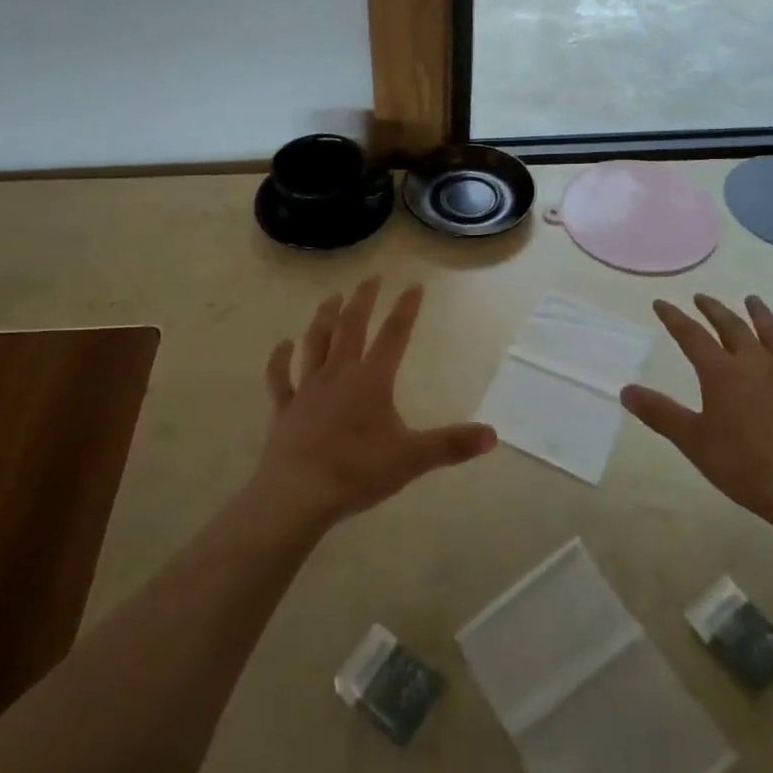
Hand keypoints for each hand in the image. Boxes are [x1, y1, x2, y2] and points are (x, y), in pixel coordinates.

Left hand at [253, 279, 496, 528]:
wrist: (298, 494)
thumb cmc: (357, 471)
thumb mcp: (412, 459)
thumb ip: (451, 445)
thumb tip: (493, 435)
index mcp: (371, 380)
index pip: (393, 335)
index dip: (405, 309)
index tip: (414, 285)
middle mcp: (338, 373)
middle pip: (351, 327)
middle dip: (362, 299)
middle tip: (370, 278)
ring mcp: (307, 388)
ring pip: (315, 342)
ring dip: (324, 317)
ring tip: (331, 297)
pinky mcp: (284, 408)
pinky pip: (279, 377)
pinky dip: (279, 359)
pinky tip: (282, 345)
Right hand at [622, 294, 772, 532]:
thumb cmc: (743, 465)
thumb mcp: (692, 441)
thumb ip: (660, 413)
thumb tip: (625, 390)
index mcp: (721, 372)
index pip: (692, 335)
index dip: (674, 318)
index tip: (661, 303)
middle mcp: (755, 364)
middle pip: (732, 327)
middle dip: (714, 310)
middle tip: (702, 297)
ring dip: (761, 316)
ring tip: (752, 301)